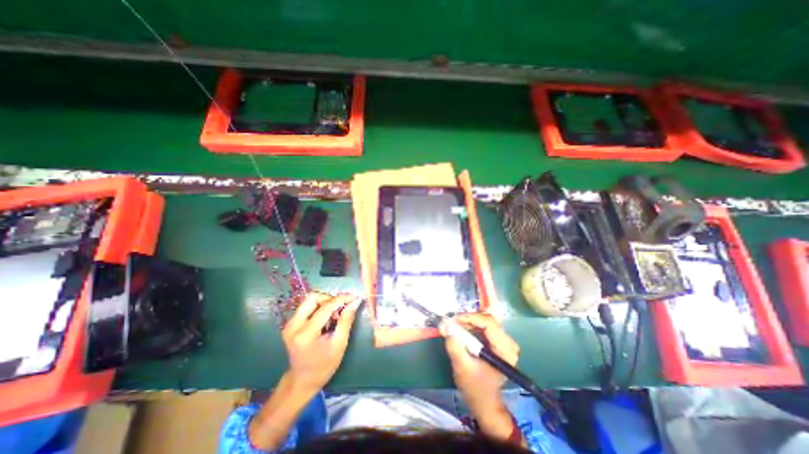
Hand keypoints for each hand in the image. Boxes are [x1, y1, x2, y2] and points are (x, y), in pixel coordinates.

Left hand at [283, 295, 362, 393]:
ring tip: (334, 316)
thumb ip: (346, 320)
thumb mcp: (339, 344)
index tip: (355, 297)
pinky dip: (319, 308)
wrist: (302, 381)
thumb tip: (355, 301)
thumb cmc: (324, 366)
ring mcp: (289, 324)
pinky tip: (326, 319)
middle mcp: (293, 326)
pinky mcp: (290, 324)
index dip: (342, 299)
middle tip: (341, 309)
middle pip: (313, 297)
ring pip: (309, 300)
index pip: (325, 307)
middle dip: (330, 299)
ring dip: (325, 303)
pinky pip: (307, 307)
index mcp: (305, 334)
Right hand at [442, 314, 518, 440]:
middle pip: (487, 319)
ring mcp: (503, 341)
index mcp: (505, 350)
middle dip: (467, 319)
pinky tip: (461, 330)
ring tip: (453, 327)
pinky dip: (470, 326)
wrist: (484, 402)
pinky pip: (483, 326)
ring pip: (484, 321)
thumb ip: (454, 345)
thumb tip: (446, 324)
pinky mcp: (497, 341)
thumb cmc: (475, 387)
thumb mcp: (462, 367)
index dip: (470, 318)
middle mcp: (508, 343)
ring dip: (468, 322)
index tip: (453, 320)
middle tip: (451, 323)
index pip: (489, 323)